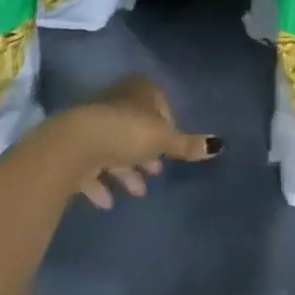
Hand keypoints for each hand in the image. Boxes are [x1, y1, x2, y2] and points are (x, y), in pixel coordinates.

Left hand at [51, 74, 217, 209]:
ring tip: (139, 192)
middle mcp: (116, 102)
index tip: (172, 147)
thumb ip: (187, 145)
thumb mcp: (163, 138)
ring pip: (115, 147)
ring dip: (127, 170)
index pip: (159, 103)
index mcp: (139, 91)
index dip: (168, 125)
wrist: (75, 145)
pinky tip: (108, 203)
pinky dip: (101, 183)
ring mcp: (94, 124)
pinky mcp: (75, 148)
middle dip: (146, 150)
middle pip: (136, 126)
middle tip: (157, 171)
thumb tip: (219, 145)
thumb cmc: (127, 132)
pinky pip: (93, 166)